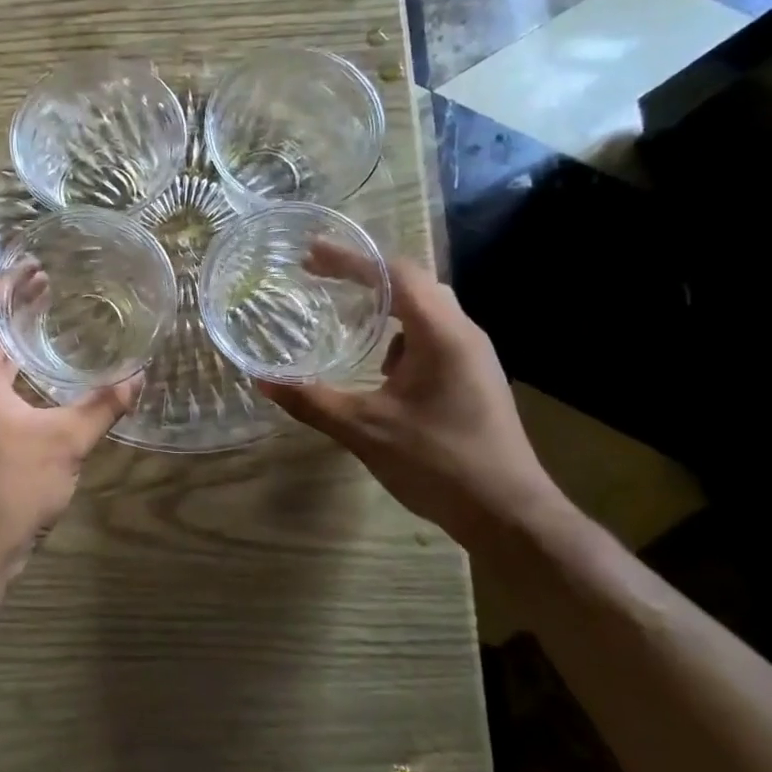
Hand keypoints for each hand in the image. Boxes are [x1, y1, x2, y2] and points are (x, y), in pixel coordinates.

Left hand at [0, 283, 140, 580]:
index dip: (3, 282)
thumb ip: (102, 405)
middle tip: (46, 288)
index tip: (35, 269)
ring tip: (40, 320)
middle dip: (5, 304)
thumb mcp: (66, 442)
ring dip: (1, 335)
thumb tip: (138, 377)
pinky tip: (29, 373)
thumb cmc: (9, 488)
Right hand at [260, 249, 566, 544]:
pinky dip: (400, 334)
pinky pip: (433, 336)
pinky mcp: (474, 378)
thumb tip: (262, 380)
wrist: (510, 515)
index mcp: (441, 334)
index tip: (310, 255)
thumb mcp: (365, 430)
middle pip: (414, 282)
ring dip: (385, 303)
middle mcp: (463, 333)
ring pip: (426, 309)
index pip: (395, 273)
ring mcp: (474, 356)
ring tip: (346, 312)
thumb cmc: (439, 464)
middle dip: (365, 274)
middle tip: (321, 276)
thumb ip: (312, 401)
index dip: (351, 259)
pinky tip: (379, 364)